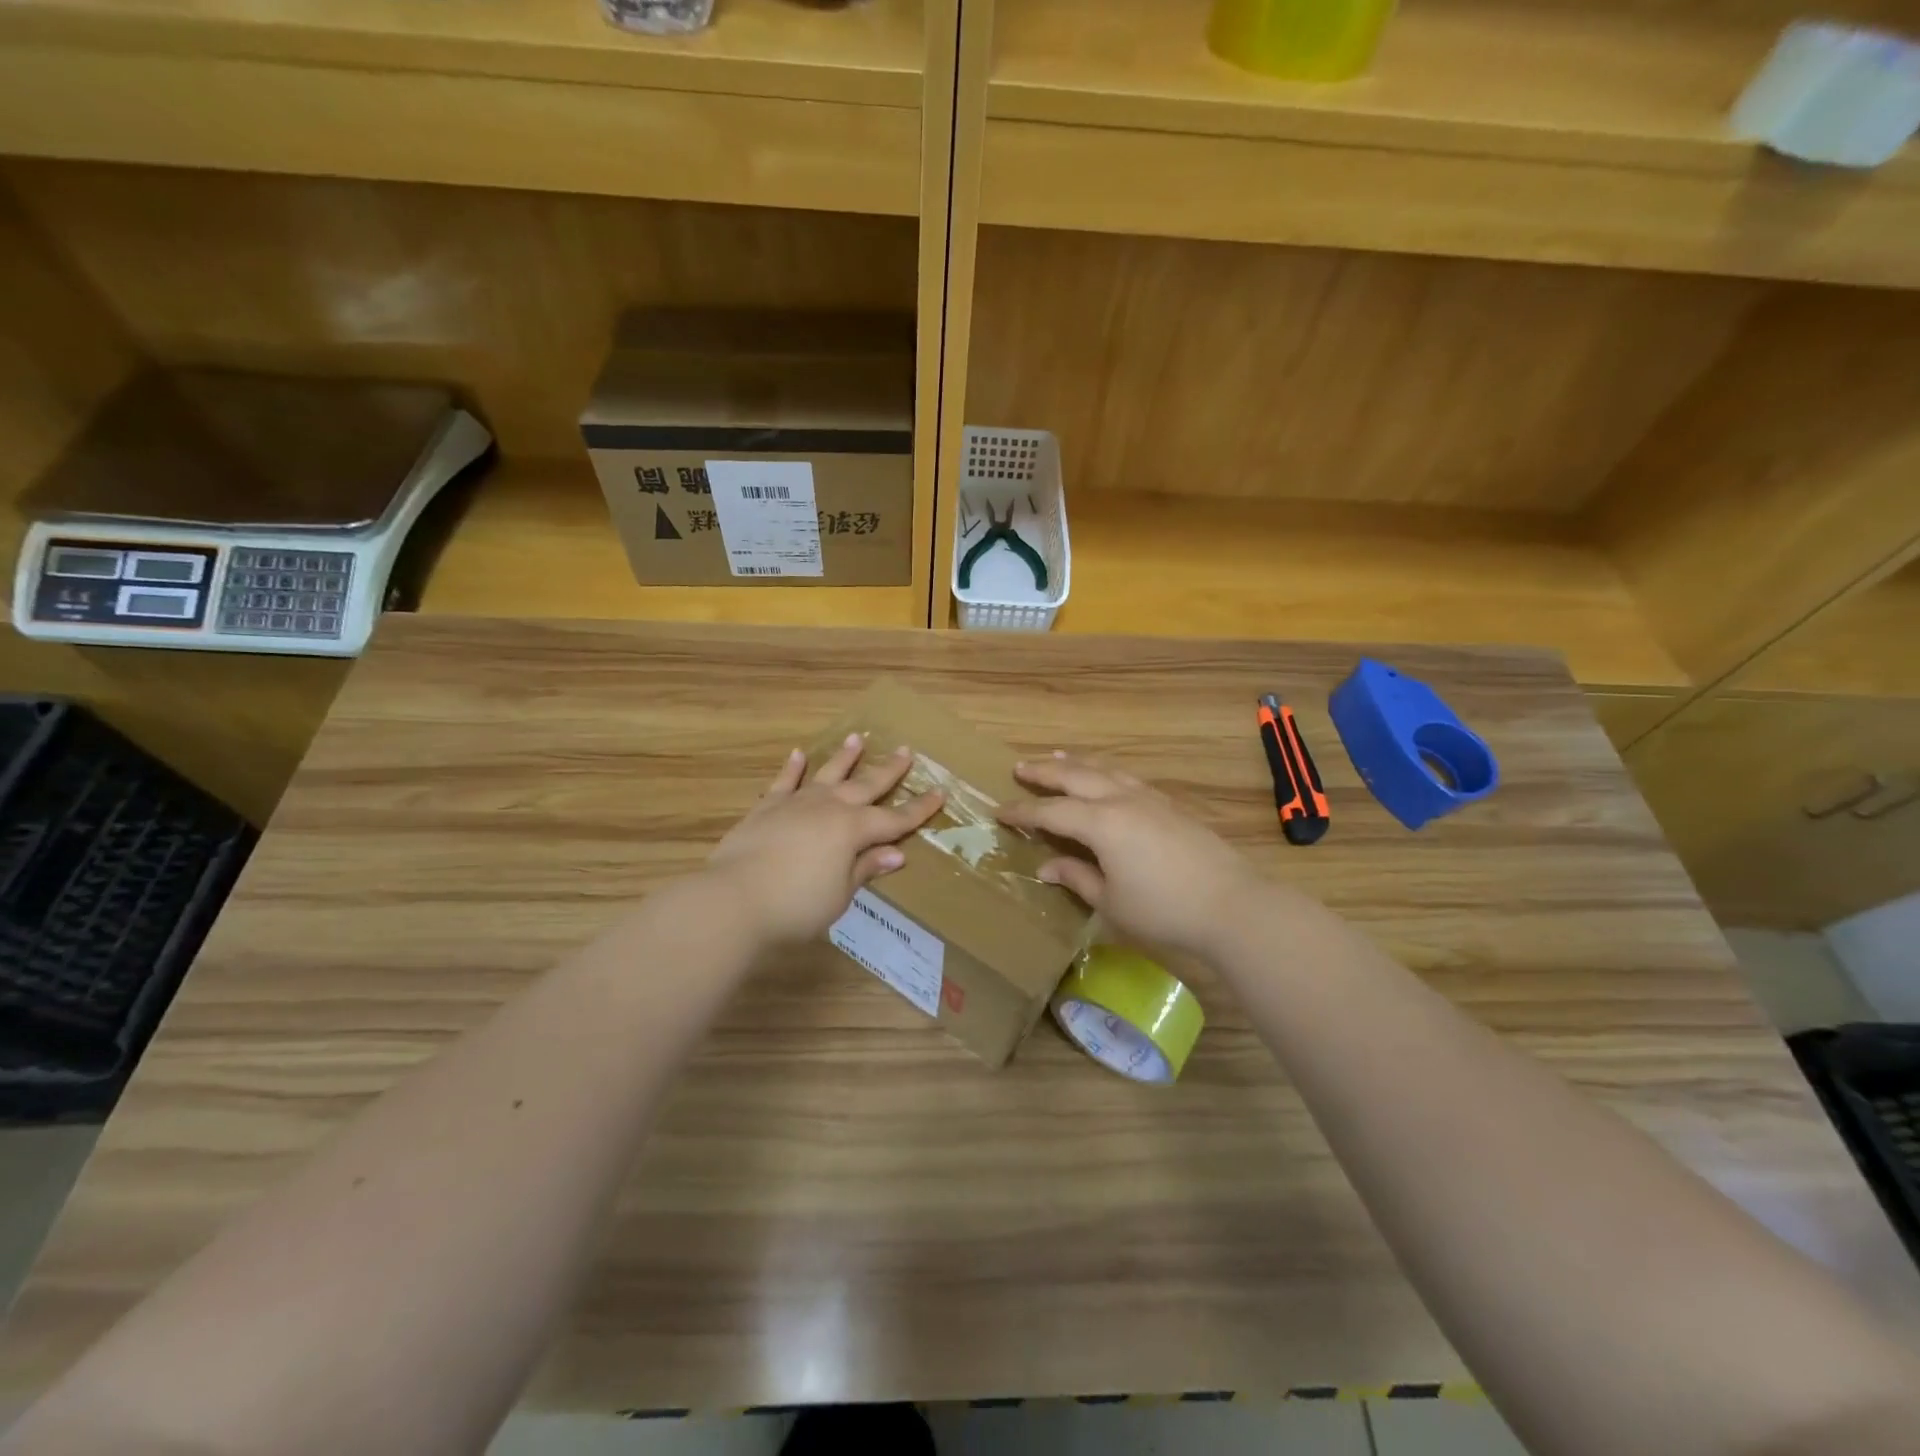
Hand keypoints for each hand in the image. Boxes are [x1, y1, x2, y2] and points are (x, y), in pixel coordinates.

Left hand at [707, 734, 944, 946]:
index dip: (919, 809)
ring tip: (858, 738)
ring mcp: (796, 803)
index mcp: (853, 830)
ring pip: (827, 774)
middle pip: (866, 785)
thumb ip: (865, 868)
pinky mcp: (766, 808)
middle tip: (905, 751)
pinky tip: (799, 754)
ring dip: (845, 758)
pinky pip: (784, 782)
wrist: (734, 899)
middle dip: (888, 770)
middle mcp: (829, 807)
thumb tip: (896, 853)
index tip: (940, 793)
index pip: (895, 819)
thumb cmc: (796, 905)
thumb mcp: (840, 894)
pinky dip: (793, 768)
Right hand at [997, 753, 1261, 955]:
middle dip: (1044, 771)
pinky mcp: (1169, 805)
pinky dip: (1105, 771)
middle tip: (1020, 766)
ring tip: (1057, 756)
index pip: (1050, 812)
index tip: (999, 811)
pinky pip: (1126, 777)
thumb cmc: (1164, 909)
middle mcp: (1121, 800)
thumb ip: (1076, 878)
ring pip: (1104, 770)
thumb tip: (1045, 866)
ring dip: (1076, 763)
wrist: (1231, 904)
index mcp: (1101, 824)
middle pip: (1075, 776)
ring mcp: (1148, 799)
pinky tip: (1105, 777)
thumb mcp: (1111, 902)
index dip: (1022, 812)